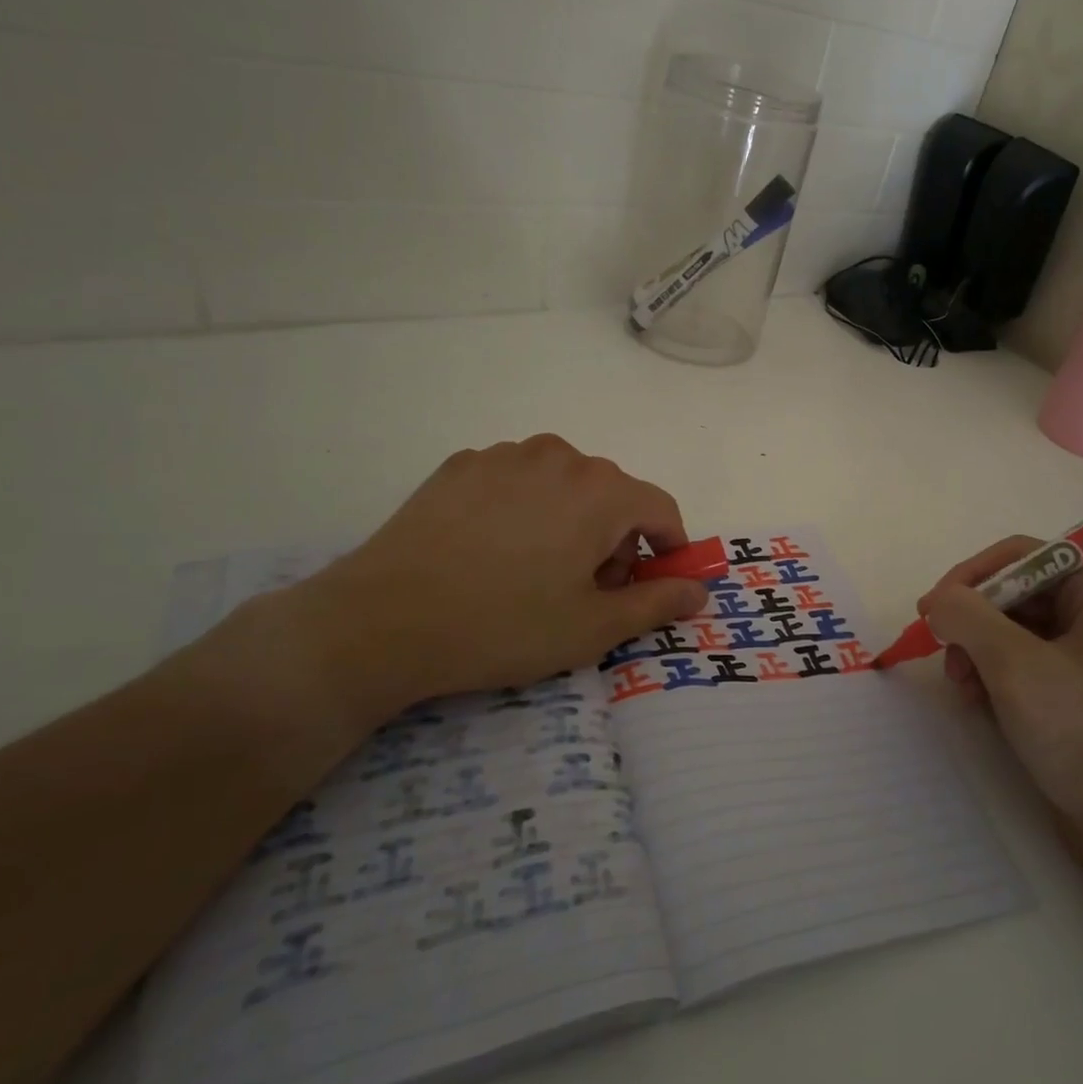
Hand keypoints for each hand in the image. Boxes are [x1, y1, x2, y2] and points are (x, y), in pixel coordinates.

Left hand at [267, 435, 708, 727]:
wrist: (383, 621)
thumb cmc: (504, 626)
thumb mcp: (592, 627)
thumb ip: (657, 602)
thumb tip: (699, 590)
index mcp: (601, 491)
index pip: (661, 510)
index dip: (669, 549)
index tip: (654, 585)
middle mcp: (560, 457)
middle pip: (612, 495)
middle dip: (615, 539)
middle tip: (586, 591)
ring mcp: (505, 456)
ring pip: (563, 484)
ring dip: (570, 519)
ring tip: (536, 570)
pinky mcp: (460, 465)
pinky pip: (516, 481)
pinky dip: (524, 508)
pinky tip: (492, 551)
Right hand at [919, 543, 1082, 850]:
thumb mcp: (1015, 664)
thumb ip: (966, 616)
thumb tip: (937, 600)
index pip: (1022, 556)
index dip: (971, 576)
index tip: (931, 609)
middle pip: (1015, 594)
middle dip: (973, 623)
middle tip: (944, 654)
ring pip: (1014, 632)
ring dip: (978, 652)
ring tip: (963, 686)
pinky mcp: (1079, 694)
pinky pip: (1025, 664)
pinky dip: (995, 676)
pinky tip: (980, 703)